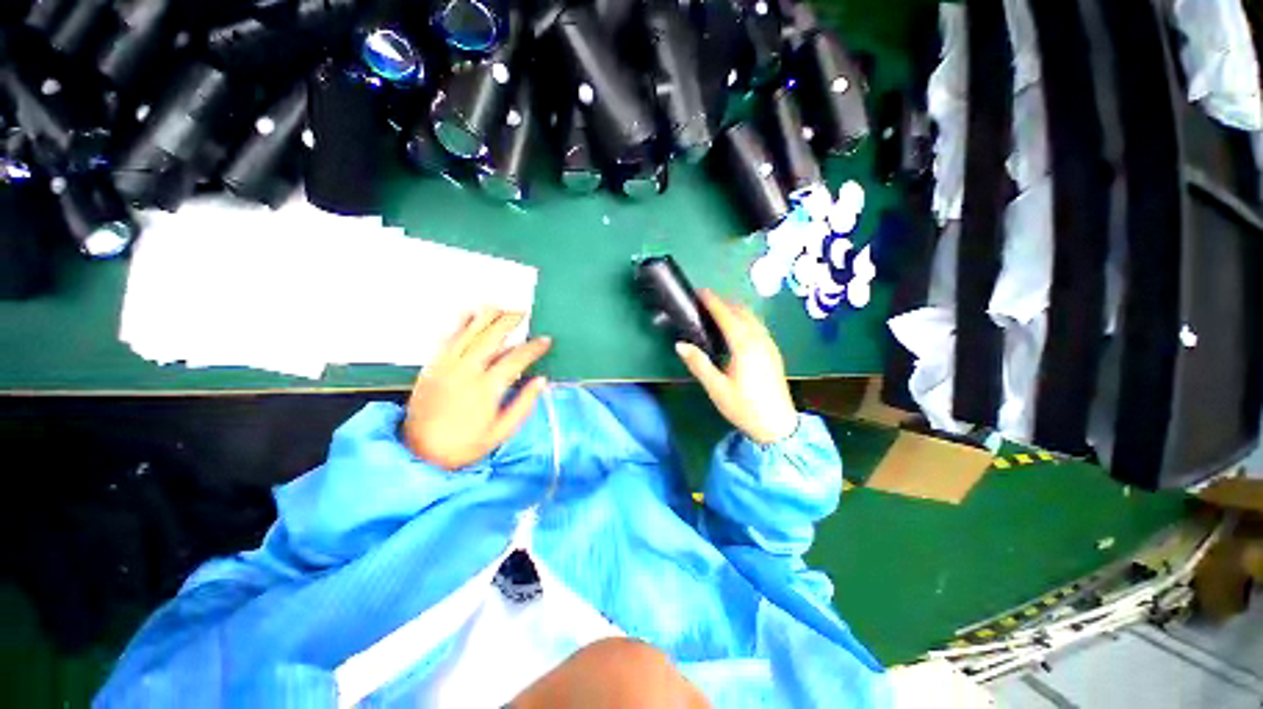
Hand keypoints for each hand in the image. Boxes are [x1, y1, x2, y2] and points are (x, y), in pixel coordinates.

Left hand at [402, 310, 551, 469]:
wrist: (419, 453)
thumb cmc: (465, 445)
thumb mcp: (502, 431)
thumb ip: (524, 404)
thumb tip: (542, 380)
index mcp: (486, 389)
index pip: (515, 359)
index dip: (533, 348)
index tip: (546, 340)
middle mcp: (465, 372)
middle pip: (491, 338)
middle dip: (509, 321)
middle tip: (522, 313)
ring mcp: (445, 367)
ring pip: (468, 333)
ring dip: (485, 317)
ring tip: (499, 307)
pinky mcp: (431, 367)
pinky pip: (447, 339)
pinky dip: (460, 324)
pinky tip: (469, 315)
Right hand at [675, 290, 798, 443]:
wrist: (777, 426)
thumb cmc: (744, 407)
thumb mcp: (716, 388)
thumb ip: (698, 363)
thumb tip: (680, 344)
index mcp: (745, 346)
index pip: (727, 315)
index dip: (713, 302)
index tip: (700, 292)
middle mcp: (760, 340)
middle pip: (742, 312)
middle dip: (724, 302)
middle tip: (704, 302)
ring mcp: (769, 345)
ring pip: (752, 318)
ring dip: (735, 310)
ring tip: (717, 312)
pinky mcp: (773, 352)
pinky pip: (758, 326)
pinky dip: (744, 319)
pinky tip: (736, 329)